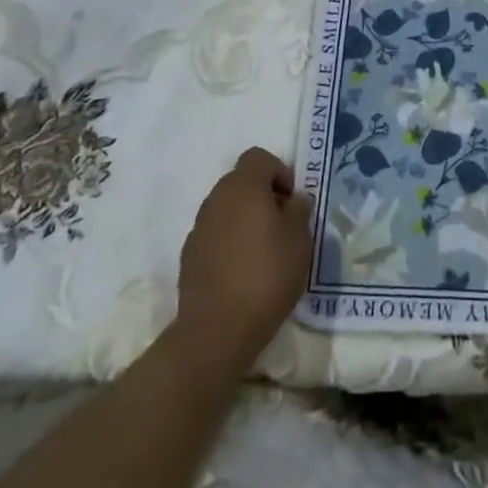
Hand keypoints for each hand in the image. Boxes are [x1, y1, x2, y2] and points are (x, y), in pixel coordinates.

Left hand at [175, 147, 314, 374]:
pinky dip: (229, 240)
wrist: (217, 330)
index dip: (278, 172)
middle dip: (262, 195)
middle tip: (282, 225)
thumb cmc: (266, 276)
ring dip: (245, 218)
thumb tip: (295, 200)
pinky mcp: (188, 255)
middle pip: (241, 181)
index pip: (258, 158)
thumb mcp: (299, 241)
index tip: (291, 201)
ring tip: (263, 250)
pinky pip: (214, 233)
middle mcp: (216, 198)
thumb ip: (299, 211)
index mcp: (243, 187)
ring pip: (226, 208)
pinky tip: (242, 270)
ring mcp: (198, 227)